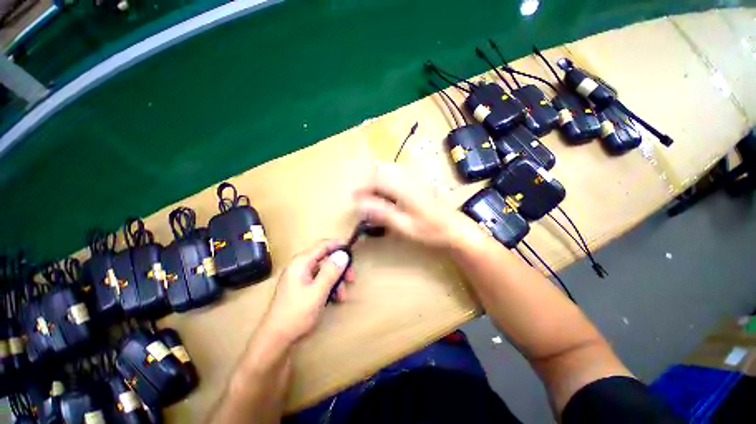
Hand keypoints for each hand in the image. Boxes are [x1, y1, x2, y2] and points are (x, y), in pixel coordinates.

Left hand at [259, 240, 354, 345]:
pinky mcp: (302, 287)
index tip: (353, 250)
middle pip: (325, 258)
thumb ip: (331, 271)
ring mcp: (300, 276)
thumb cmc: (296, 314)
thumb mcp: (317, 292)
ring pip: (325, 270)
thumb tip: (343, 254)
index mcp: (301, 262)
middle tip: (351, 278)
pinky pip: (320, 280)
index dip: (338, 245)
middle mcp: (300, 266)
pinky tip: (335, 298)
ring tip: (342, 295)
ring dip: (336, 280)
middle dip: (340, 267)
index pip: (323, 245)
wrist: (276, 339)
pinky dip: (329, 286)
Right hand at [355, 162, 473, 248]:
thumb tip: (360, 204)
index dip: (362, 187)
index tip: (353, 198)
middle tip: (362, 198)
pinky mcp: (419, 181)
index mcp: (403, 188)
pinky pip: (397, 174)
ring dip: (377, 180)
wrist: (455, 228)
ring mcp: (415, 177)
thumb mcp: (404, 226)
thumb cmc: (430, 230)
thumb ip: (382, 213)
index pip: (376, 179)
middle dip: (368, 181)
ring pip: (389, 170)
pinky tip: (387, 194)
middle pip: (381, 169)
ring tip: (372, 197)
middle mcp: (408, 177)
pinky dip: (387, 181)